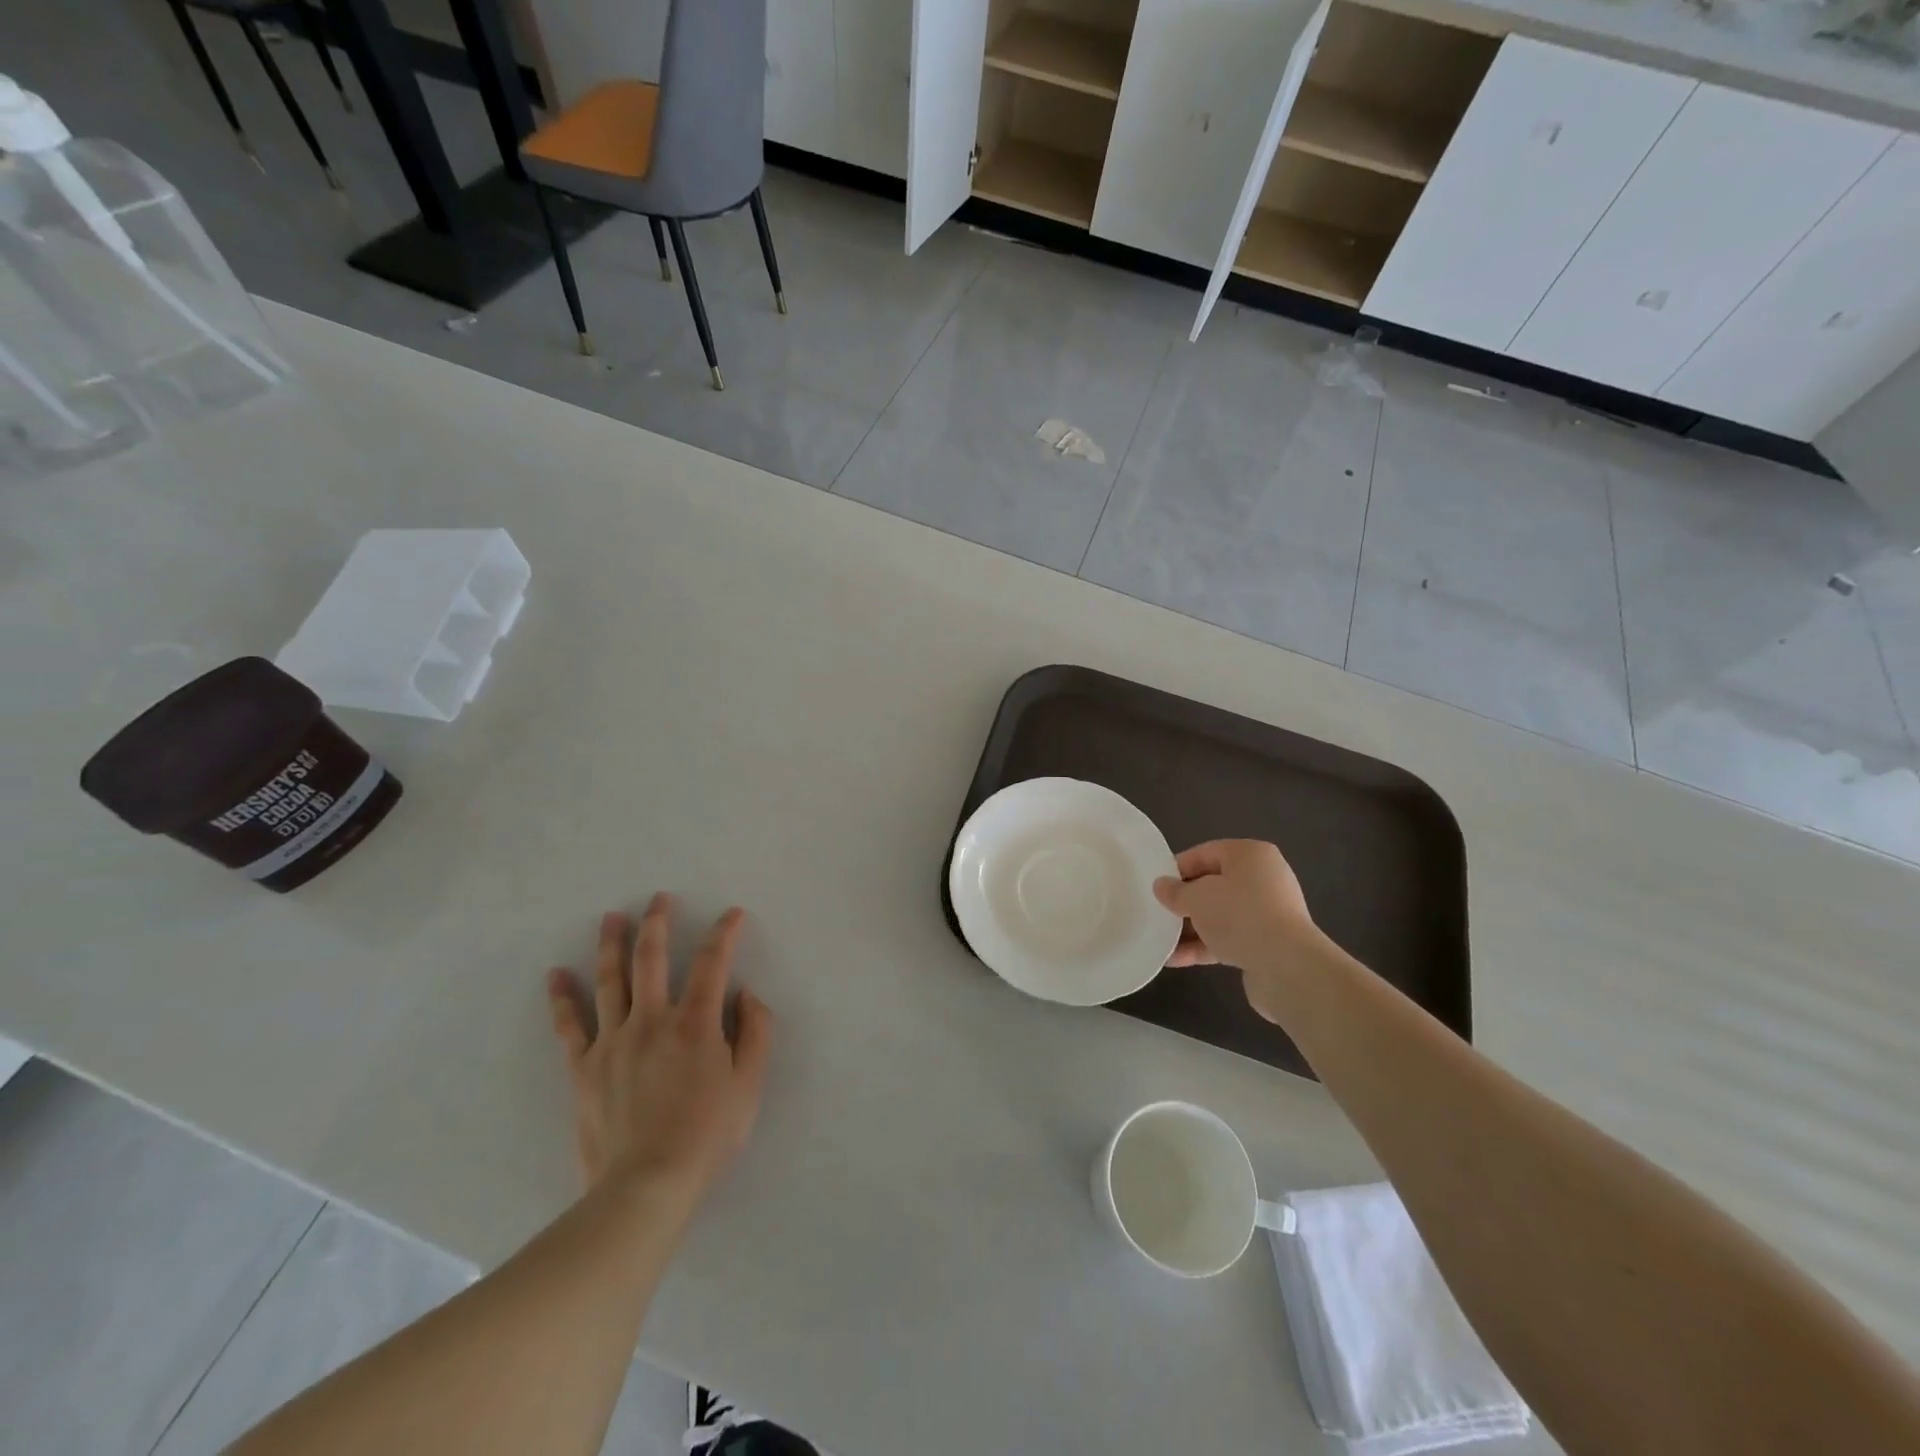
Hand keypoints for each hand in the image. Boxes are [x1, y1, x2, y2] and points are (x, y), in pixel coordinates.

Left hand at [546, 894, 772, 1210]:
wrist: (646, 1187)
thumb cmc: (707, 1135)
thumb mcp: (750, 1085)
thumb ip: (756, 1032)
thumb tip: (746, 993)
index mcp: (695, 1023)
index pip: (712, 962)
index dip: (724, 933)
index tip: (732, 914)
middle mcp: (652, 1020)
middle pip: (652, 959)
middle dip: (658, 923)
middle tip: (659, 898)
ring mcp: (613, 1042)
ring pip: (610, 981)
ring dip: (611, 944)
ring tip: (611, 917)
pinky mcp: (584, 1068)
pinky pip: (570, 1026)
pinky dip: (562, 998)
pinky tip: (556, 975)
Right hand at [1153, 840, 1321, 1023]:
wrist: (1288, 968)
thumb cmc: (1240, 915)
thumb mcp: (1197, 898)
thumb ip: (1175, 891)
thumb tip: (1161, 886)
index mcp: (1250, 855)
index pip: (1204, 853)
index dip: (1176, 869)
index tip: (1155, 887)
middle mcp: (1263, 878)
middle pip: (1213, 885)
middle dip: (1184, 901)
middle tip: (1158, 912)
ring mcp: (1267, 913)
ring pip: (1220, 915)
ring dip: (1191, 928)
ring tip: (1161, 940)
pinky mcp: (1267, 943)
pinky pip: (1229, 938)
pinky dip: (1205, 946)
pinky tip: (1176, 959)